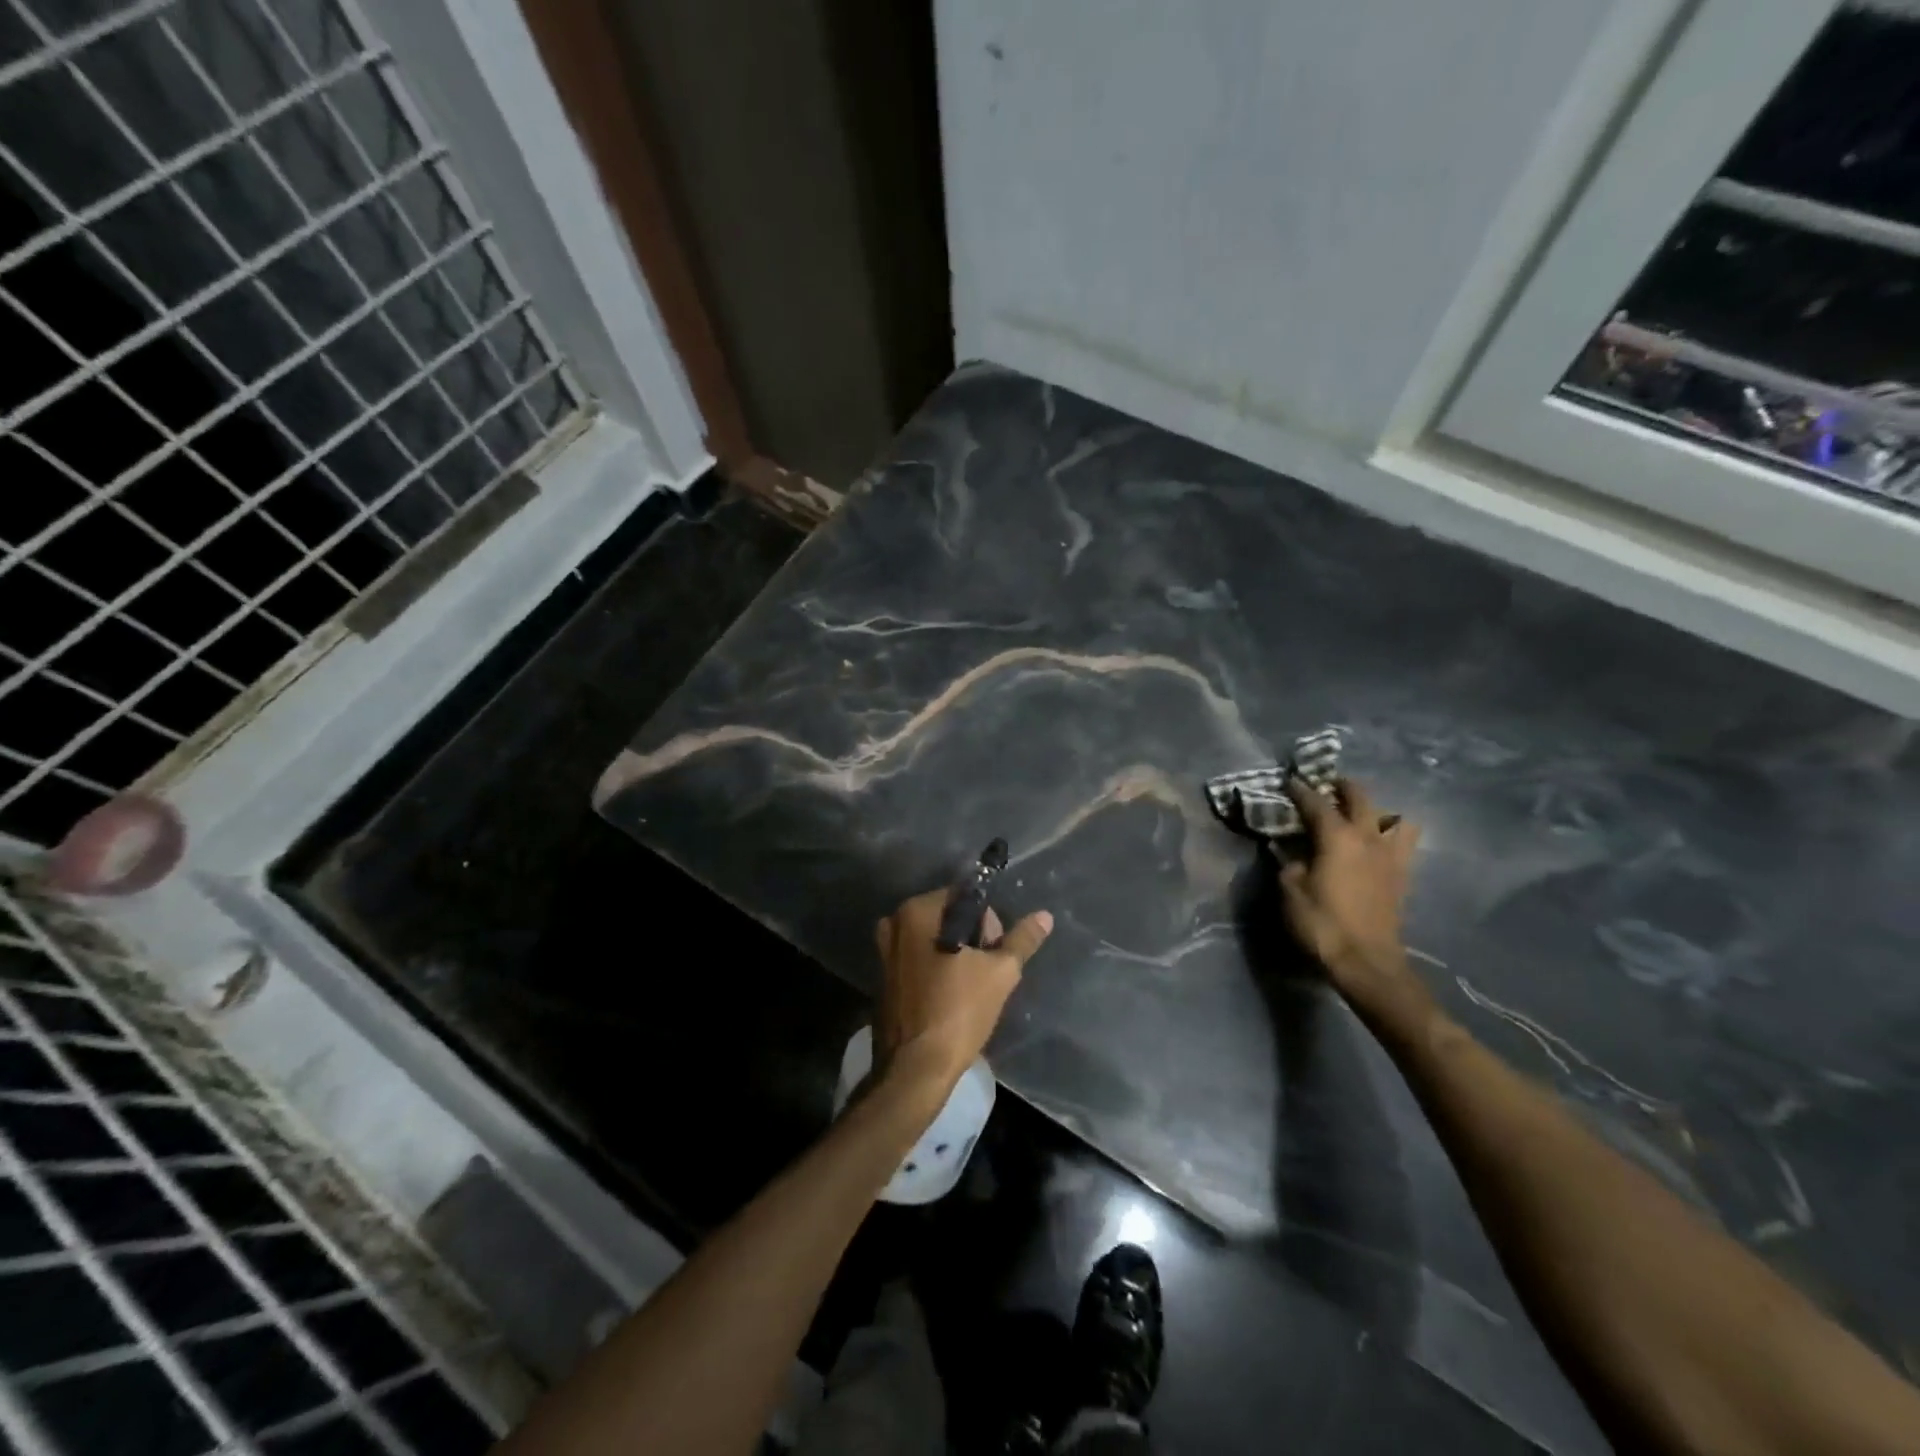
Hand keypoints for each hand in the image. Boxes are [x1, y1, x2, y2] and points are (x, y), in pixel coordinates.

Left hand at [873, 890, 1053, 1091]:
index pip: (966, 897)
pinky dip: (936, 968)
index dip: (989, 923)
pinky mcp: (883, 976)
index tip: (996, 953)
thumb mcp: (1000, 973)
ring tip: (971, 986)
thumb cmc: (959, 1011)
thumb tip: (1044, 916)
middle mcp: (895, 922)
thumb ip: (1022, 940)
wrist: (916, 1068)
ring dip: (956, 954)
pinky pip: (918, 958)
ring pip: (933, 938)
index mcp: (917, 911)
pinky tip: (950, 995)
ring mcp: (885, 950)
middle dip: (973, 938)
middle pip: (948, 916)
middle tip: (987, 972)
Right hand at [1280, 777, 1425, 1018]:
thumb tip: (1293, 851)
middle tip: (1327, 785)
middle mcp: (1368, 837)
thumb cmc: (1322, 923)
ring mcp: (1390, 856)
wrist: (1367, 961)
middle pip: (1360, 798)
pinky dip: (1391, 834)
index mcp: (1337, 837)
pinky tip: (1377, 843)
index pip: (1316, 803)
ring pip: (1393, 817)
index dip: (1300, 789)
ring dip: (1376, 810)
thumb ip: (1290, 863)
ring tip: (1361, 815)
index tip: (1290, 780)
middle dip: (1342, 786)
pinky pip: (1402, 842)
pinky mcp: (1402, 875)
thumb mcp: (1290, 891)